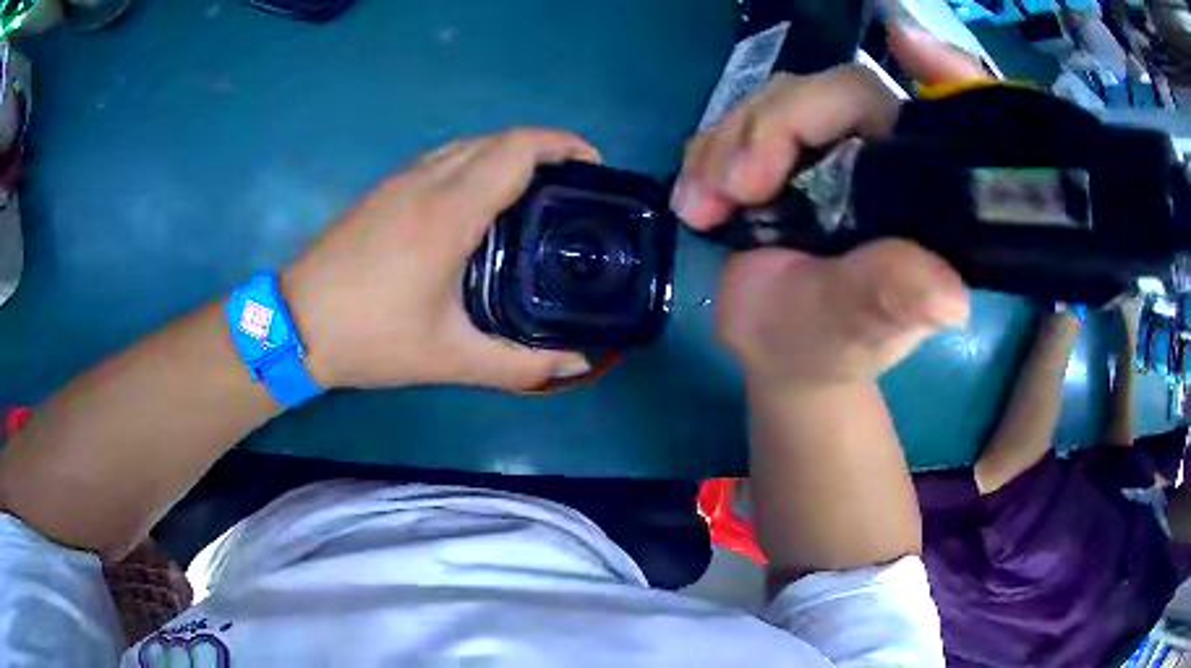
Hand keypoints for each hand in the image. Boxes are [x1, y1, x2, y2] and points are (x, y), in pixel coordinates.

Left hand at [283, 129, 596, 390]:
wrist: (294, 324)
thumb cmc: (371, 338)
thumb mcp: (449, 359)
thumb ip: (519, 366)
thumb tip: (575, 364)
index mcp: (449, 212)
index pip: (516, 149)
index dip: (562, 145)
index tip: (593, 166)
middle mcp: (427, 181)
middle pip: (497, 139)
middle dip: (543, 148)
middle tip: (572, 184)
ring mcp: (400, 181)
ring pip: (468, 144)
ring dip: (508, 154)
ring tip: (534, 190)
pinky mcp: (383, 191)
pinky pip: (443, 158)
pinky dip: (476, 163)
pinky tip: (480, 201)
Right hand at [672, 24, 984, 387]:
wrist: (776, 349)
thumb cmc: (828, 344)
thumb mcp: (858, 329)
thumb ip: (893, 300)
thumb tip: (950, 298)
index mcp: (918, 191)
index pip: (927, 117)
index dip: (934, 70)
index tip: (902, 40)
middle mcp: (878, 154)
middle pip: (829, 92)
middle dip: (772, 128)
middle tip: (736, 190)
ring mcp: (823, 146)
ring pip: (773, 99)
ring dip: (726, 144)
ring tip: (704, 207)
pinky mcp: (777, 150)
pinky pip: (735, 121)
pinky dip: (706, 153)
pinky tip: (696, 201)